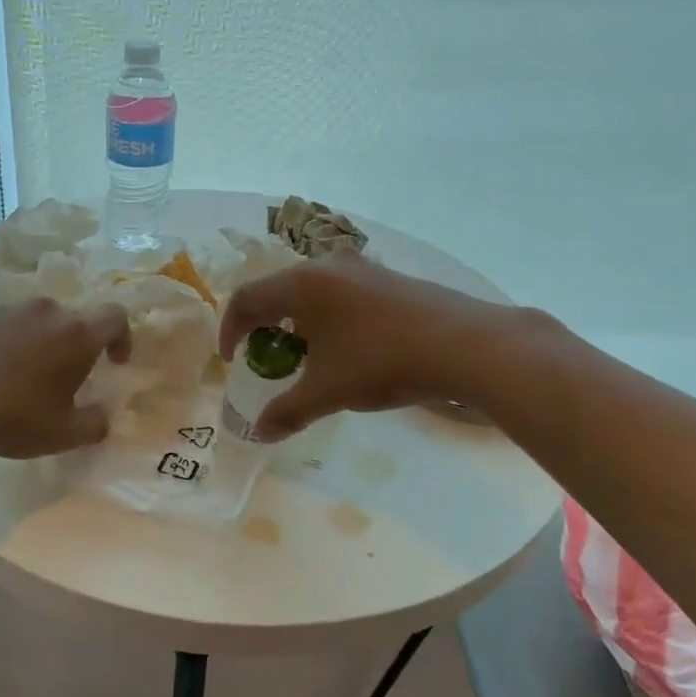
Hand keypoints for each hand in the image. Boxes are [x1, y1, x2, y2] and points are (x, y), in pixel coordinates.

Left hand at [0, 298, 131, 459]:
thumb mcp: (63, 434)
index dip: (122, 337)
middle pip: (73, 319)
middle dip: (76, 345)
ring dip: (40, 342)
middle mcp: (46, 311)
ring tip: (23, 377)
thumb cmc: (12, 417)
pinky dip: (7, 343)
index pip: (115, 317)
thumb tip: (103, 417)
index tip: (114, 363)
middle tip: (64, 378)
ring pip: (36, 321)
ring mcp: (8, 309)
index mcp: (76, 334)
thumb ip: (94, 424)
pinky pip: (3, 325)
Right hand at [219, 254, 484, 440]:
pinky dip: (330, 315)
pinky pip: (343, 291)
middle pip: (278, 290)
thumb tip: (260, 432)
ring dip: (299, 320)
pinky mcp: (391, 277)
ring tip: (309, 354)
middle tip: (268, 358)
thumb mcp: (327, 392)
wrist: (465, 345)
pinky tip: (351, 346)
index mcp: (301, 284)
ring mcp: (363, 267)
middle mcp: (327, 264)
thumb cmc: (381, 362)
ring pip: (313, 289)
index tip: (232, 362)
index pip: (246, 299)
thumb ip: (288, 411)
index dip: (230, 331)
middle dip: (265, 325)